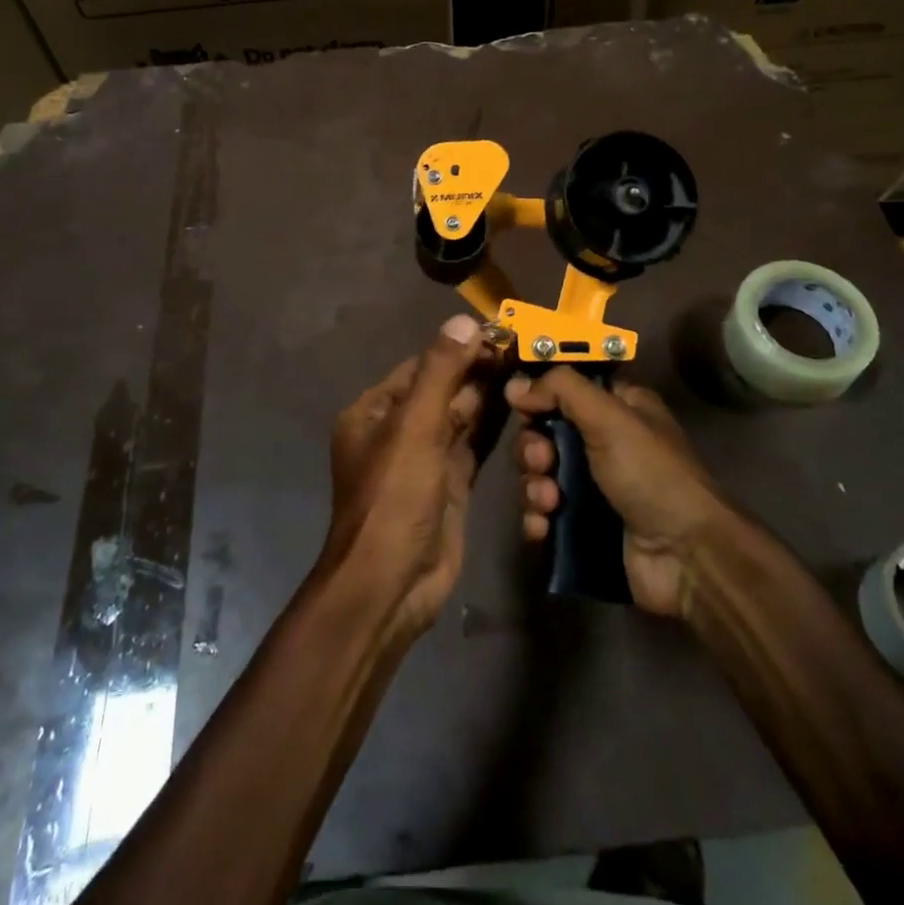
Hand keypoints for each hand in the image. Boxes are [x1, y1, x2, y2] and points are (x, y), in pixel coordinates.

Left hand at [317, 313, 499, 638]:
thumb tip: (465, 320)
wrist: (392, 584)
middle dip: (478, 369)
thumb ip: (441, 372)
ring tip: (528, 367)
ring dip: (489, 394)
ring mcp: (425, 458)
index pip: (422, 366)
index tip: (500, 331)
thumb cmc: (394, 497)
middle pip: (443, 389)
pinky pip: (473, 444)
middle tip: (524, 348)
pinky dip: (494, 425)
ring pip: (461, 416)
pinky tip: (522, 405)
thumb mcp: (414, 427)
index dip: (459, 348)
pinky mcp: (450, 484)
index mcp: (375, 411)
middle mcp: (398, 430)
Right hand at [509, 369, 733, 618]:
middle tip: (543, 462)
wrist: (685, 557)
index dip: (540, 397)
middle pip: (544, 433)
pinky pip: (543, 514)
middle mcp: (603, 443)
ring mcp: (592, 487)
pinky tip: (543, 528)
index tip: (524, 407)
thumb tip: (514, 385)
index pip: (565, 389)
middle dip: (533, 449)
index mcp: (617, 408)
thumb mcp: (610, 417)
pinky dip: (537, 519)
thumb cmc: (651, 474)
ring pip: (539, 475)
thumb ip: (561, 389)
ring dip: (533, 487)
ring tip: (550, 502)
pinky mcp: (582, 526)